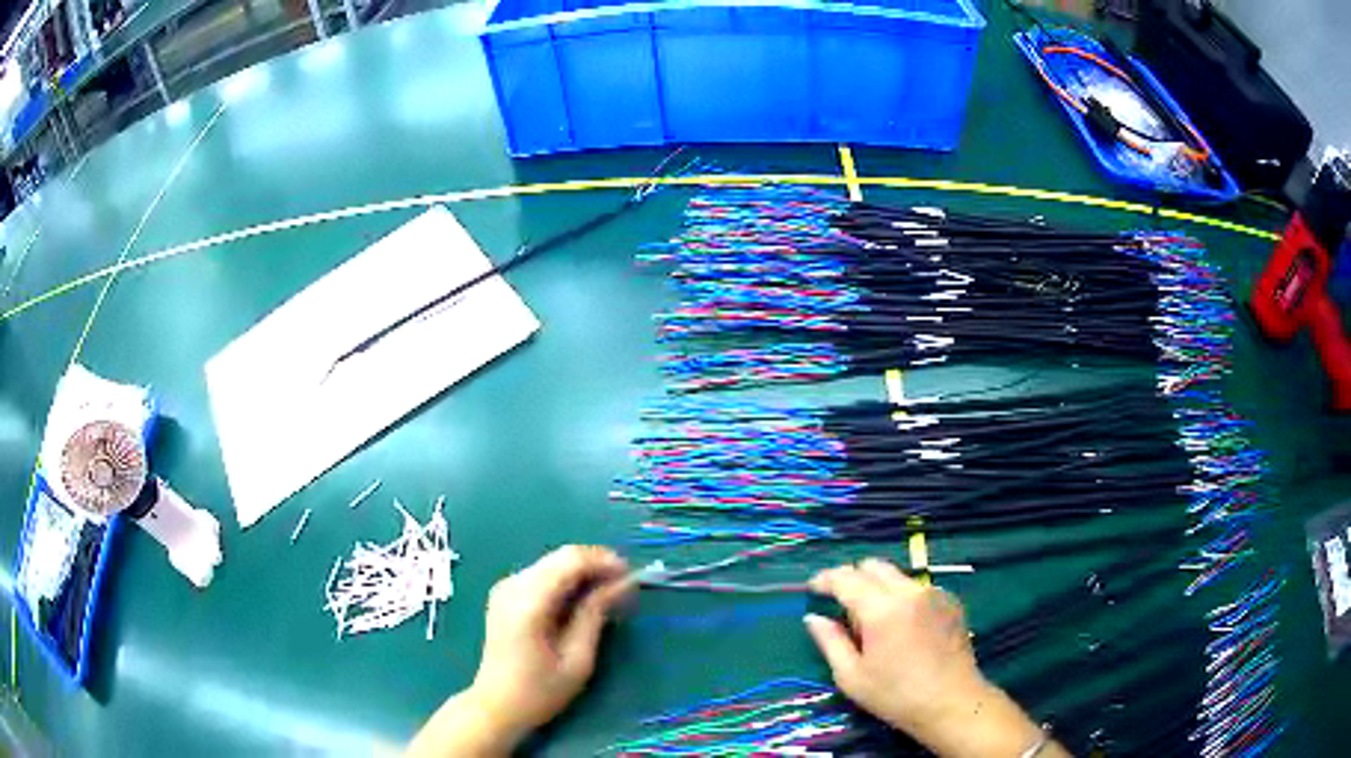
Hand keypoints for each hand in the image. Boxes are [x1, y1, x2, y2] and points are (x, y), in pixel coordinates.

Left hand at [407, 546, 632, 757]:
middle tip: (624, 585)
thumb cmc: (540, 690)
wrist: (496, 704)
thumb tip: (622, 583)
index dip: (604, 561)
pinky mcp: (505, 594)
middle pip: (561, 556)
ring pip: (552, 562)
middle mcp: (513, 585)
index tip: (631, 576)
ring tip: (608, 592)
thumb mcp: (578, 659)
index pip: (570, 561)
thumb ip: (596, 614)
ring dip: (582, 571)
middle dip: (596, 564)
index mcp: (529, 602)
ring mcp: (505, 587)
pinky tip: (582, 598)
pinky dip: (566, 579)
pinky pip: (542, 573)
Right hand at [805, 559, 1059, 757]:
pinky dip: (902, 596)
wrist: (951, 702)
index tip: (813, 588)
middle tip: (842, 604)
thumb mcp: (852, 676)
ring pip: (896, 575)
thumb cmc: (896, 696)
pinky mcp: (950, 600)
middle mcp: (909, 591)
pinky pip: (917, 587)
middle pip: (873, 566)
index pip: (847, 578)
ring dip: (878, 587)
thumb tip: (814, 618)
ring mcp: (933, 592)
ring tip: (874, 621)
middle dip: (853, 578)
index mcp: (882, 610)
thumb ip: (830, 642)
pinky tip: (903, 626)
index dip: (826, 579)